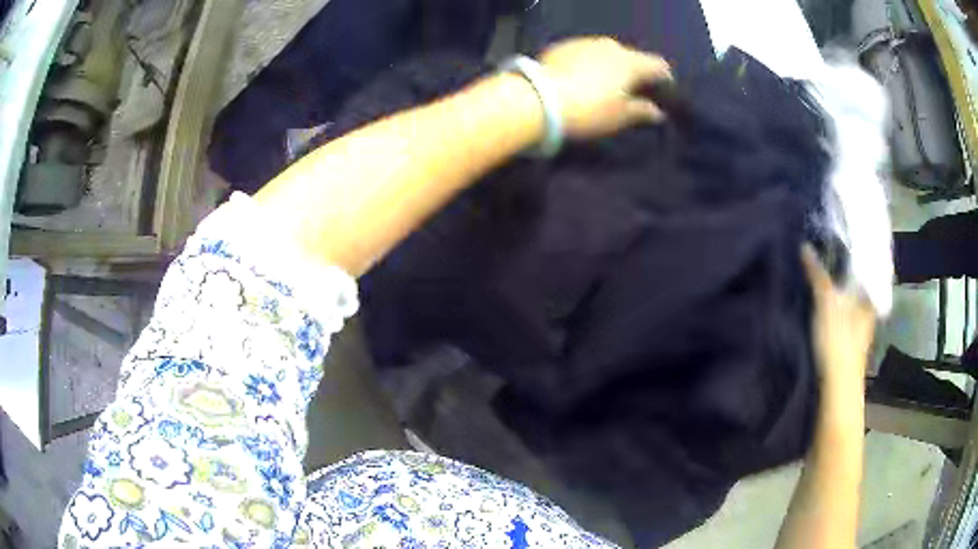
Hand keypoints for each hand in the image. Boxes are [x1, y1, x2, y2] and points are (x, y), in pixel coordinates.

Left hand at [538, 37, 671, 138]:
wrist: (539, 99)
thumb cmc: (588, 110)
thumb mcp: (619, 117)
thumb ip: (641, 111)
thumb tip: (657, 112)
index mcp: (631, 63)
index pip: (658, 65)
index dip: (664, 77)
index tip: (664, 89)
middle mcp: (611, 46)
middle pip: (632, 56)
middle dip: (635, 70)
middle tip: (632, 88)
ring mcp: (585, 42)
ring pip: (607, 51)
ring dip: (611, 64)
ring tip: (605, 81)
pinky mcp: (563, 45)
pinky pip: (585, 51)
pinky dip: (589, 61)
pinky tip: (581, 75)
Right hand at [801, 245, 876, 389]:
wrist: (836, 387)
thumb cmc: (839, 340)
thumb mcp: (827, 302)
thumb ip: (817, 275)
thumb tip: (805, 246)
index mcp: (870, 295)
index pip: (865, 266)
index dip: (853, 251)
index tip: (838, 238)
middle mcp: (867, 308)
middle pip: (856, 282)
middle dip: (842, 269)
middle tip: (824, 250)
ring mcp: (858, 327)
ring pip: (848, 299)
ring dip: (837, 288)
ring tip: (818, 273)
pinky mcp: (846, 341)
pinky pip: (841, 313)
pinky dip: (832, 305)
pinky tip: (820, 302)